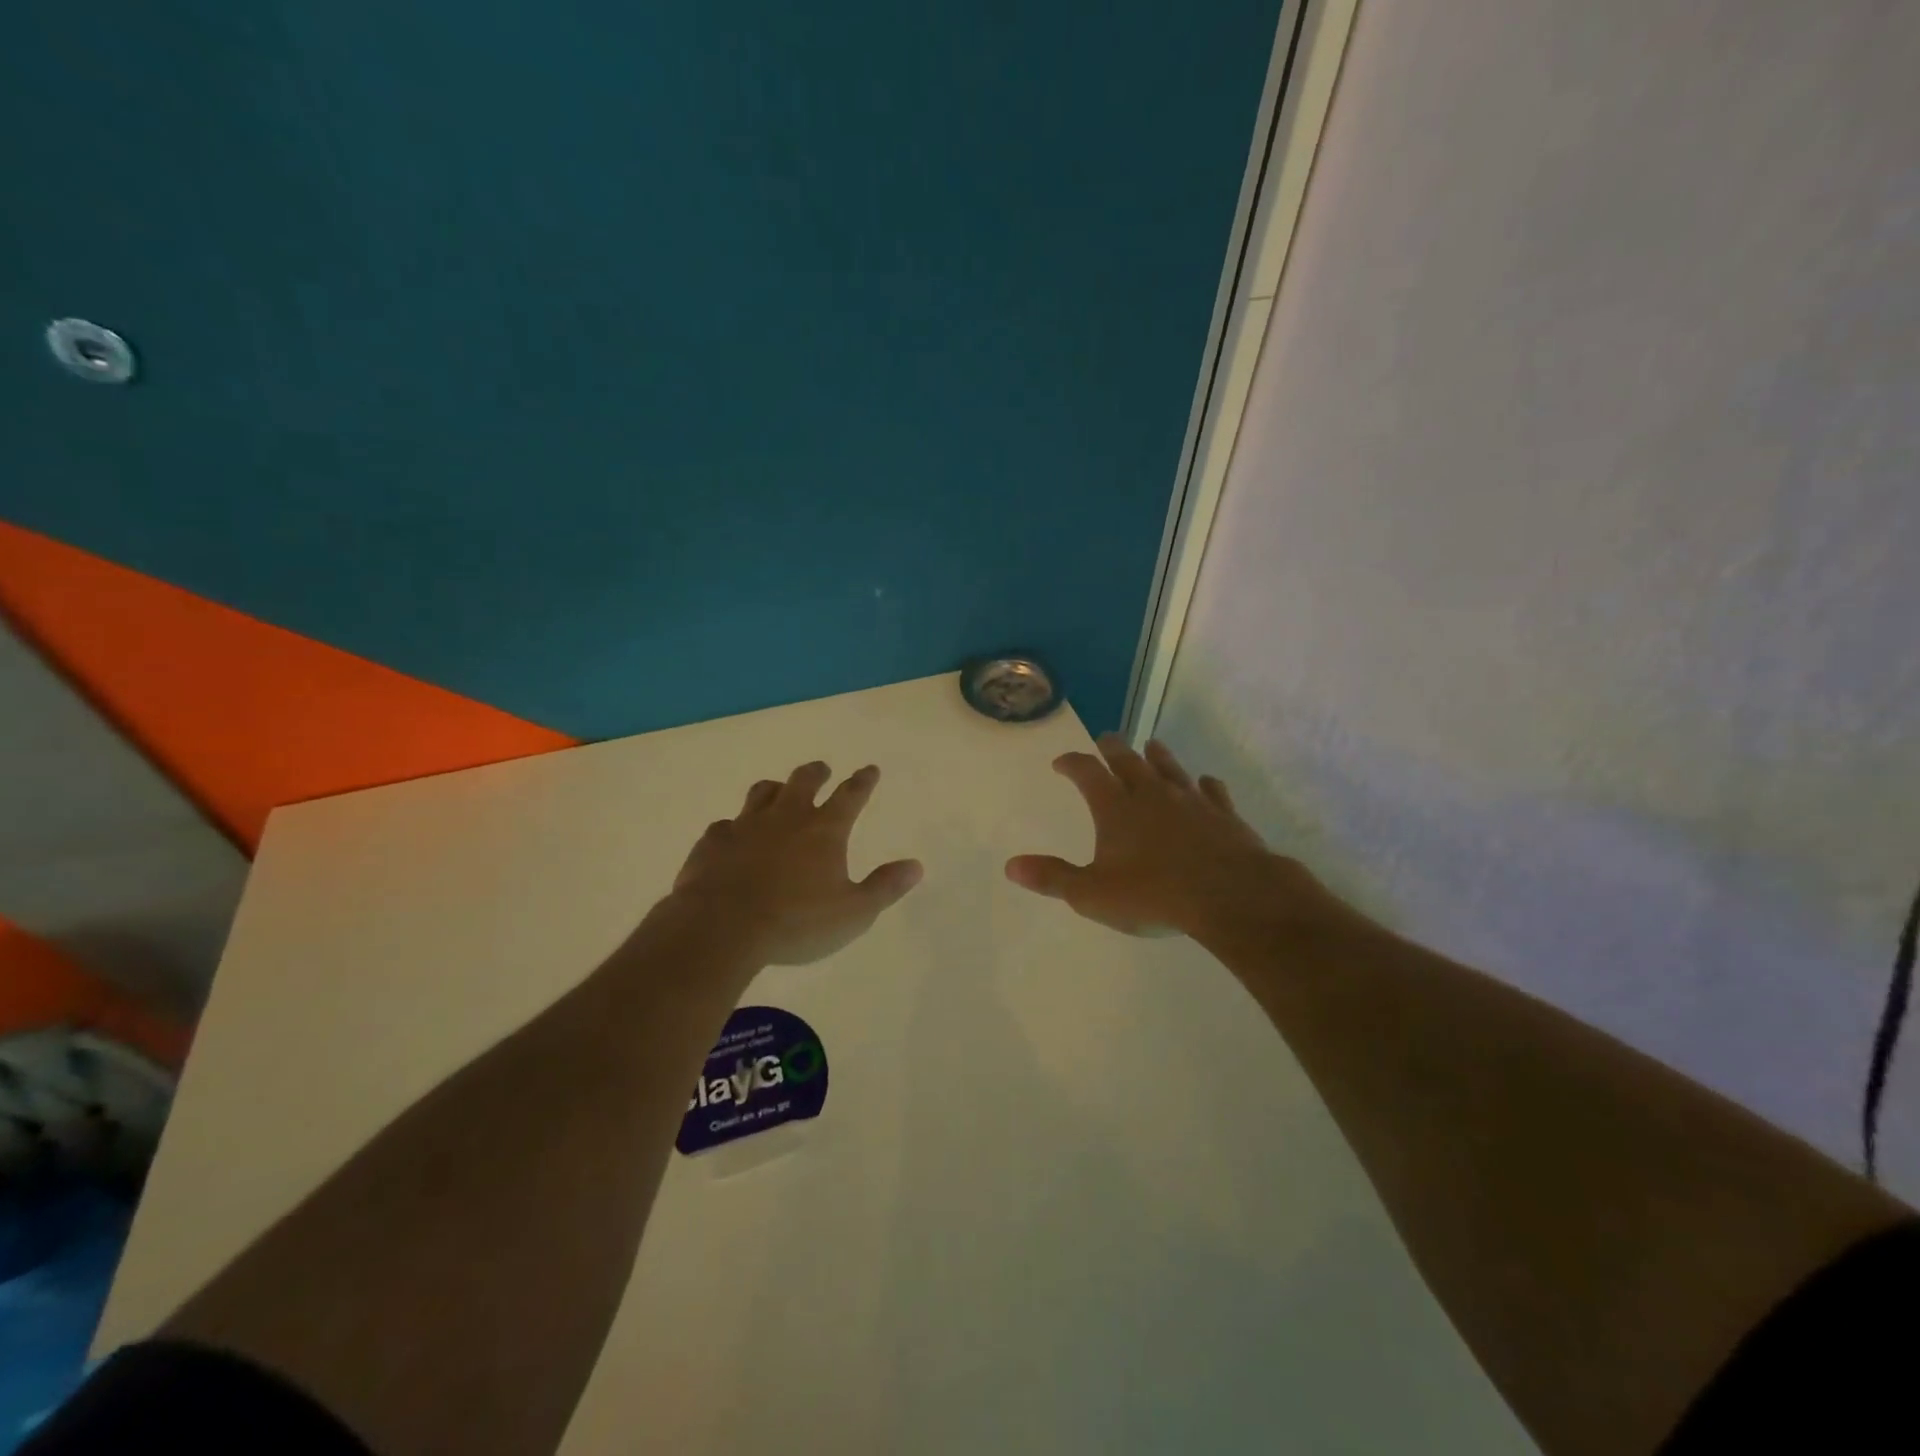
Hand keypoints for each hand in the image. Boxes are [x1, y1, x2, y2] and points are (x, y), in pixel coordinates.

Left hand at [665, 761, 922, 966]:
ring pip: (762, 792)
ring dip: (775, 788)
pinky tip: (732, 836)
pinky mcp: (713, 842)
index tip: (870, 769)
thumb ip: (884, 887)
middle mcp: (786, 817)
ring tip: (778, 790)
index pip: (850, 795)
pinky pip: (725, 825)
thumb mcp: (853, 913)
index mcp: (824, 830)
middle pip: (803, 781)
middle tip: (822, 769)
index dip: (863, 781)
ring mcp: (746, 826)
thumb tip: (915, 866)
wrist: (721, 928)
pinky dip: (735, 827)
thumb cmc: (796, 922)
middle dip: (817, 773)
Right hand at [1005, 735, 1336, 940]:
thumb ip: (1053, 878)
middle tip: (1106, 739)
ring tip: (1151, 746)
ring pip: (1170, 767)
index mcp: (1115, 807)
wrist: (1230, 896)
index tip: (1061, 762)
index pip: (1087, 772)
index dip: (1071, 763)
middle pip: (1127, 759)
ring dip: (1157, 756)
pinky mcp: (1223, 813)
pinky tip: (1206, 783)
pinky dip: (1205, 785)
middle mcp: (1151, 793)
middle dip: (1112, 748)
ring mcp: (1190, 800)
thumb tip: (1011, 866)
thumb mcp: (1092, 894)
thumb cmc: (1154, 895)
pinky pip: (1212, 791)